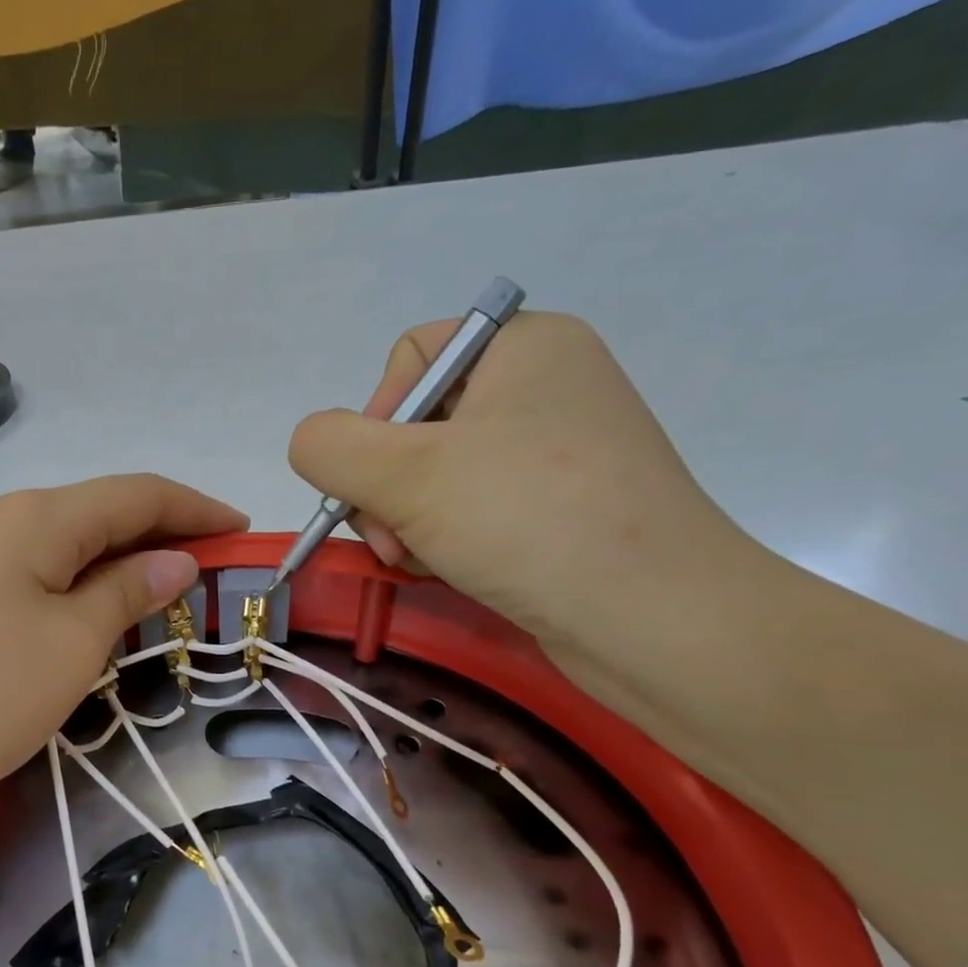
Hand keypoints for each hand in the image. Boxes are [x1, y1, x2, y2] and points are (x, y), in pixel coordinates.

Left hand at [0, 475, 244, 821]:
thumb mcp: (68, 647)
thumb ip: (125, 595)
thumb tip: (170, 559)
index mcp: (35, 516)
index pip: (137, 493)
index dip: (196, 508)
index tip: (241, 531)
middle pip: (91, 514)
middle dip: (153, 537)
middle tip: (200, 575)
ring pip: (49, 547)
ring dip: (104, 566)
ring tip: (141, 602)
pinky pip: (12, 575)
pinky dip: (58, 588)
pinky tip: (62, 621)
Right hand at [287, 312, 753, 666]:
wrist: (655, 620)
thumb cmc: (528, 520)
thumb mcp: (405, 474)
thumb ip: (329, 446)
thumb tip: (312, 445)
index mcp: (524, 346)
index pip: (410, 358)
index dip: (376, 418)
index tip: (379, 481)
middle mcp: (543, 387)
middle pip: (416, 424)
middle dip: (387, 489)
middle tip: (396, 541)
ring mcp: (555, 453)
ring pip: (435, 476)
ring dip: (406, 523)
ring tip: (422, 562)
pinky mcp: (559, 509)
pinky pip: (471, 510)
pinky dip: (444, 541)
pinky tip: (450, 572)